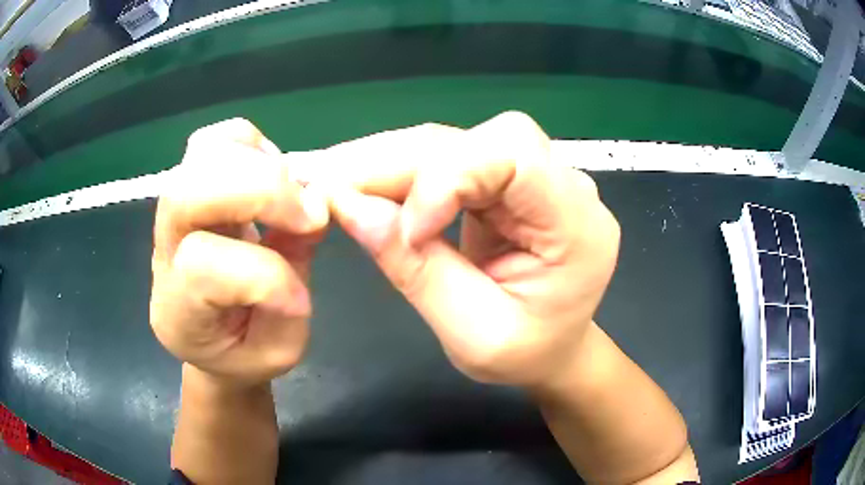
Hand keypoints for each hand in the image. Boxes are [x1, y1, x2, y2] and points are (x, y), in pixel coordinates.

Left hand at [150, 118, 327, 386]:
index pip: (201, 267)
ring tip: (289, 196)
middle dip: (260, 191)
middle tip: (310, 212)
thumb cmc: (243, 352)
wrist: (210, 339)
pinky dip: (250, 145)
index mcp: (178, 312)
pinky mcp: (190, 186)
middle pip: (188, 191)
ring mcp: (171, 213)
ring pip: (199, 155)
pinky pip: (213, 140)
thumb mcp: (280, 348)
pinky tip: (271, 176)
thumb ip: (292, 294)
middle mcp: (163, 253)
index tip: (303, 297)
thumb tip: (314, 217)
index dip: (264, 275)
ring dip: (257, 165)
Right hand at [323, 112, 620, 385]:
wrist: (551, 349)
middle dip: (402, 161)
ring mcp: (536, 179)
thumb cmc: (525, 354)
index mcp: (577, 228)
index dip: (450, 177)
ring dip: (393, 159)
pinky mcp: (507, 183)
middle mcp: (564, 188)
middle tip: (332, 182)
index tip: (407, 228)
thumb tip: (350, 207)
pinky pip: (452, 158)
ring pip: (459, 141)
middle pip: (481, 140)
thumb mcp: (473, 334)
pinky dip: (404, 170)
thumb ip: (417, 270)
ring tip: (338, 181)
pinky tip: (368, 184)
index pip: (516, 158)